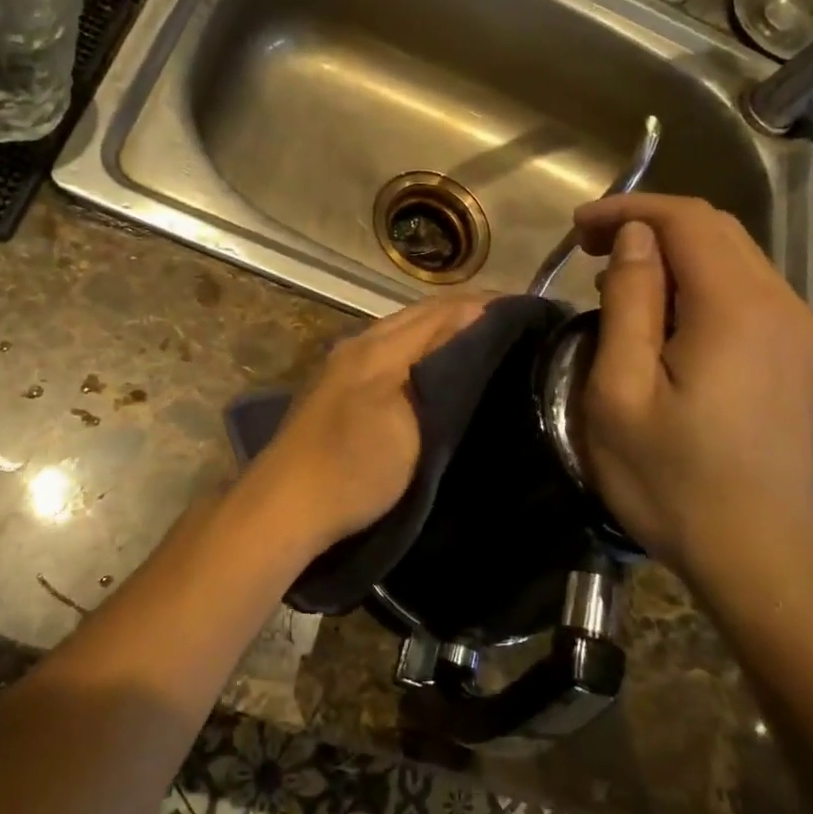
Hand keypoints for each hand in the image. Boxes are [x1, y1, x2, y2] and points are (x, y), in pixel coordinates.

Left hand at [236, 293, 491, 558]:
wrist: (286, 507)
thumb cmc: (354, 468)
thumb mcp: (408, 423)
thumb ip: (437, 370)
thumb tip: (470, 325)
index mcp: (377, 347)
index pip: (440, 311)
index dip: (482, 306)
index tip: (525, 311)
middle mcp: (359, 346)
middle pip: (418, 316)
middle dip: (464, 313)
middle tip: (511, 325)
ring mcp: (344, 367)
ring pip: (402, 333)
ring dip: (440, 330)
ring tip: (482, 342)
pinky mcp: (337, 389)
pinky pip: (388, 353)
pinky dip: (419, 350)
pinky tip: (435, 368)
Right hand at [575, 195, 812, 592]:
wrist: (762, 557)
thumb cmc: (673, 481)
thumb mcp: (621, 393)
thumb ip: (628, 304)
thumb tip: (634, 239)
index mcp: (735, 307)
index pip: (686, 219)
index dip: (628, 209)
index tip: (578, 229)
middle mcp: (780, 303)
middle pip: (715, 229)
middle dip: (649, 225)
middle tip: (590, 250)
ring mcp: (798, 330)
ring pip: (735, 257)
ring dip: (673, 253)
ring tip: (618, 282)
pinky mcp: (799, 356)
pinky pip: (748, 290)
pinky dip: (699, 281)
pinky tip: (665, 317)